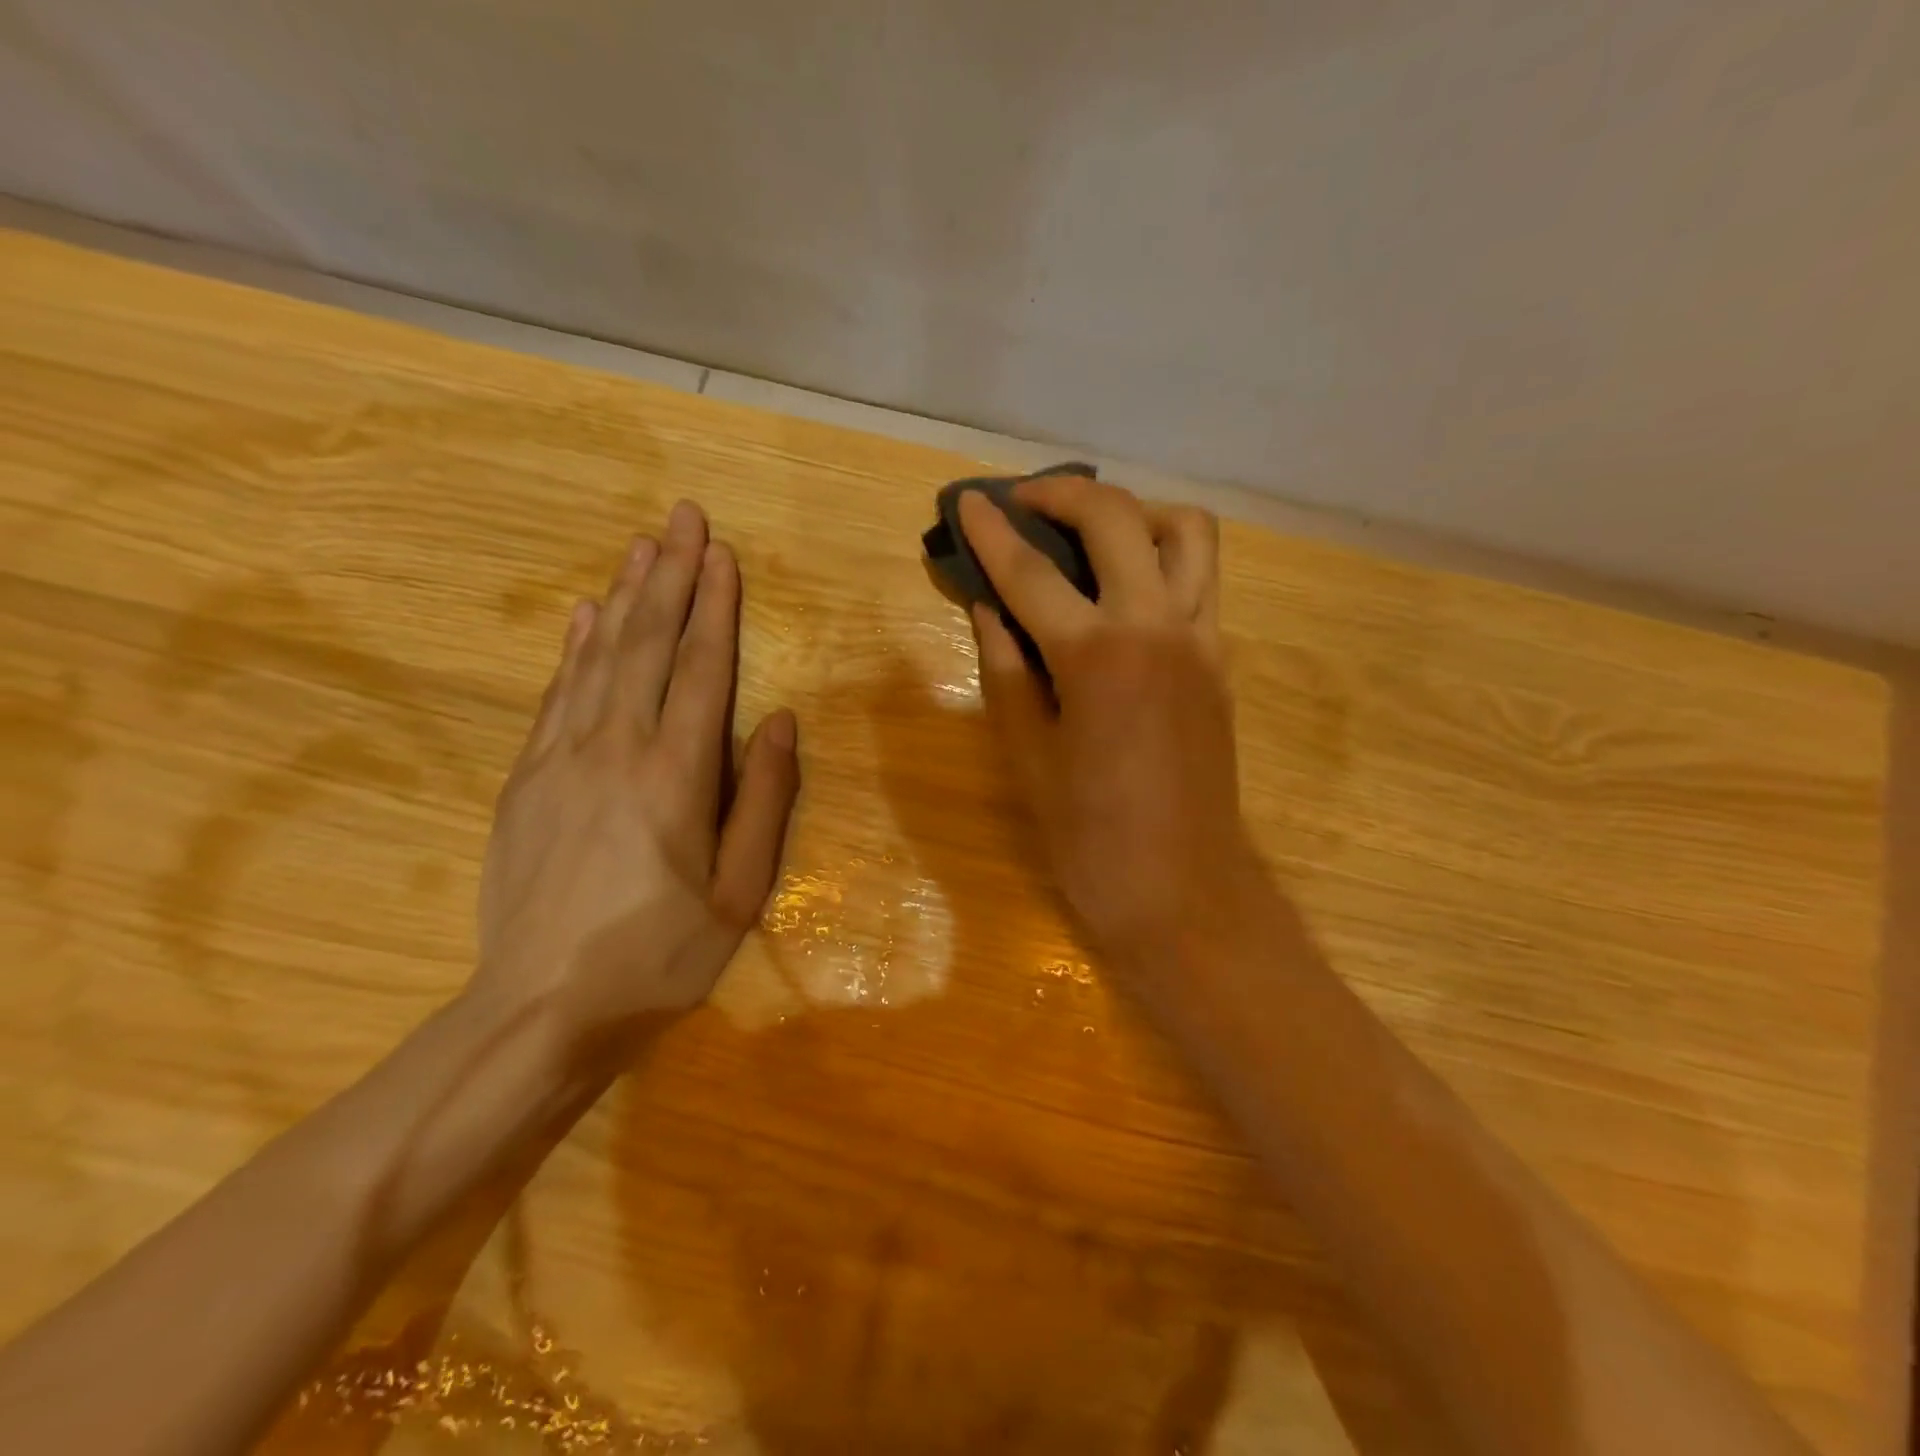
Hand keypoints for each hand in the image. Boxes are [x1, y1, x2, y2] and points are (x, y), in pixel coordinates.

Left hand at [471, 500, 799, 1052]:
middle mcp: (615, 749)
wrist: (541, 1008)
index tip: (722, 553)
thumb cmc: (660, 955)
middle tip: (682, 517)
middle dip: (670, 576)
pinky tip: (586, 616)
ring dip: (625, 597)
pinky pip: (556, 695)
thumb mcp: (740, 891)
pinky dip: (575, 648)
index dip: (715, 608)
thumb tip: (778, 720)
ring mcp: (560, 760)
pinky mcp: (525, 780)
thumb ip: (764, 799)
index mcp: (676, 776)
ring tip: (642, 546)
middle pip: (646, 645)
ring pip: (599, 658)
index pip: (700, 670)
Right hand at [959, 479, 1253, 960]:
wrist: (1183, 890)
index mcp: (1097, 656)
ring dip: (1135, 512)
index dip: (993, 533)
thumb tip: (989, 610)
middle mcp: (1158, 627)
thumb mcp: (1028, 755)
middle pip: (1117, 519)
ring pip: (1187, 531)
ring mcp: (1202, 639)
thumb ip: (1006, 670)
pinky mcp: (1221, 661)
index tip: (968, 500)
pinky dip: (1163, 557)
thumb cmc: (1090, 837)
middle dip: (1065, 494)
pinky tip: (1124, 587)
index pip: (1032, 573)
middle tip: (1025, 502)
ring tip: (1092, 531)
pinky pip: (1201, 579)